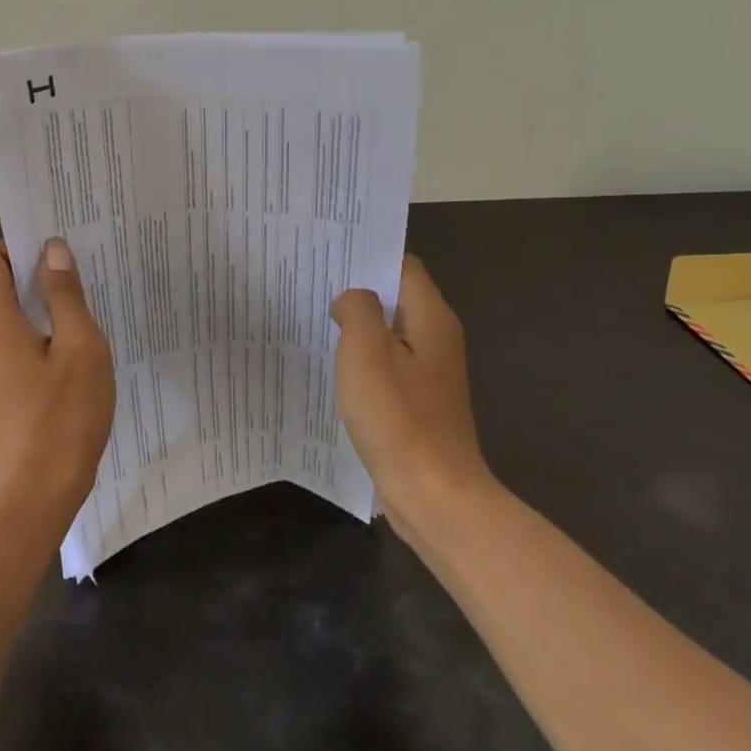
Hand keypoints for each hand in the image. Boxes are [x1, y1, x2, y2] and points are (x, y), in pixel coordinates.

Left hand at [0, 238, 115, 527]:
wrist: (32, 498)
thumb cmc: (62, 415)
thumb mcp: (79, 346)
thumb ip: (64, 293)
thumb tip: (52, 249)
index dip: (22, 246)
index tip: (58, 253)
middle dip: (36, 279)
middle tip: (82, 282)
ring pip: (4, 321)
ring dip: (38, 314)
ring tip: (82, 321)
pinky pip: (5, 349)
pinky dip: (31, 342)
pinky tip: (67, 362)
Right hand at [331, 255, 495, 517]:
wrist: (434, 495)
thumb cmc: (398, 417)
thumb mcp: (366, 351)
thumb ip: (357, 309)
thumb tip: (352, 300)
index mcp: (431, 318)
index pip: (402, 265)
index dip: (368, 256)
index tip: (329, 256)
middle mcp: (437, 338)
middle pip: (396, 296)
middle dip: (358, 290)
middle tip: (313, 285)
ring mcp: (430, 372)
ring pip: (390, 331)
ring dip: (358, 326)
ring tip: (317, 320)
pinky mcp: (420, 400)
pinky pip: (388, 363)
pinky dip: (364, 358)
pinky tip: (336, 366)